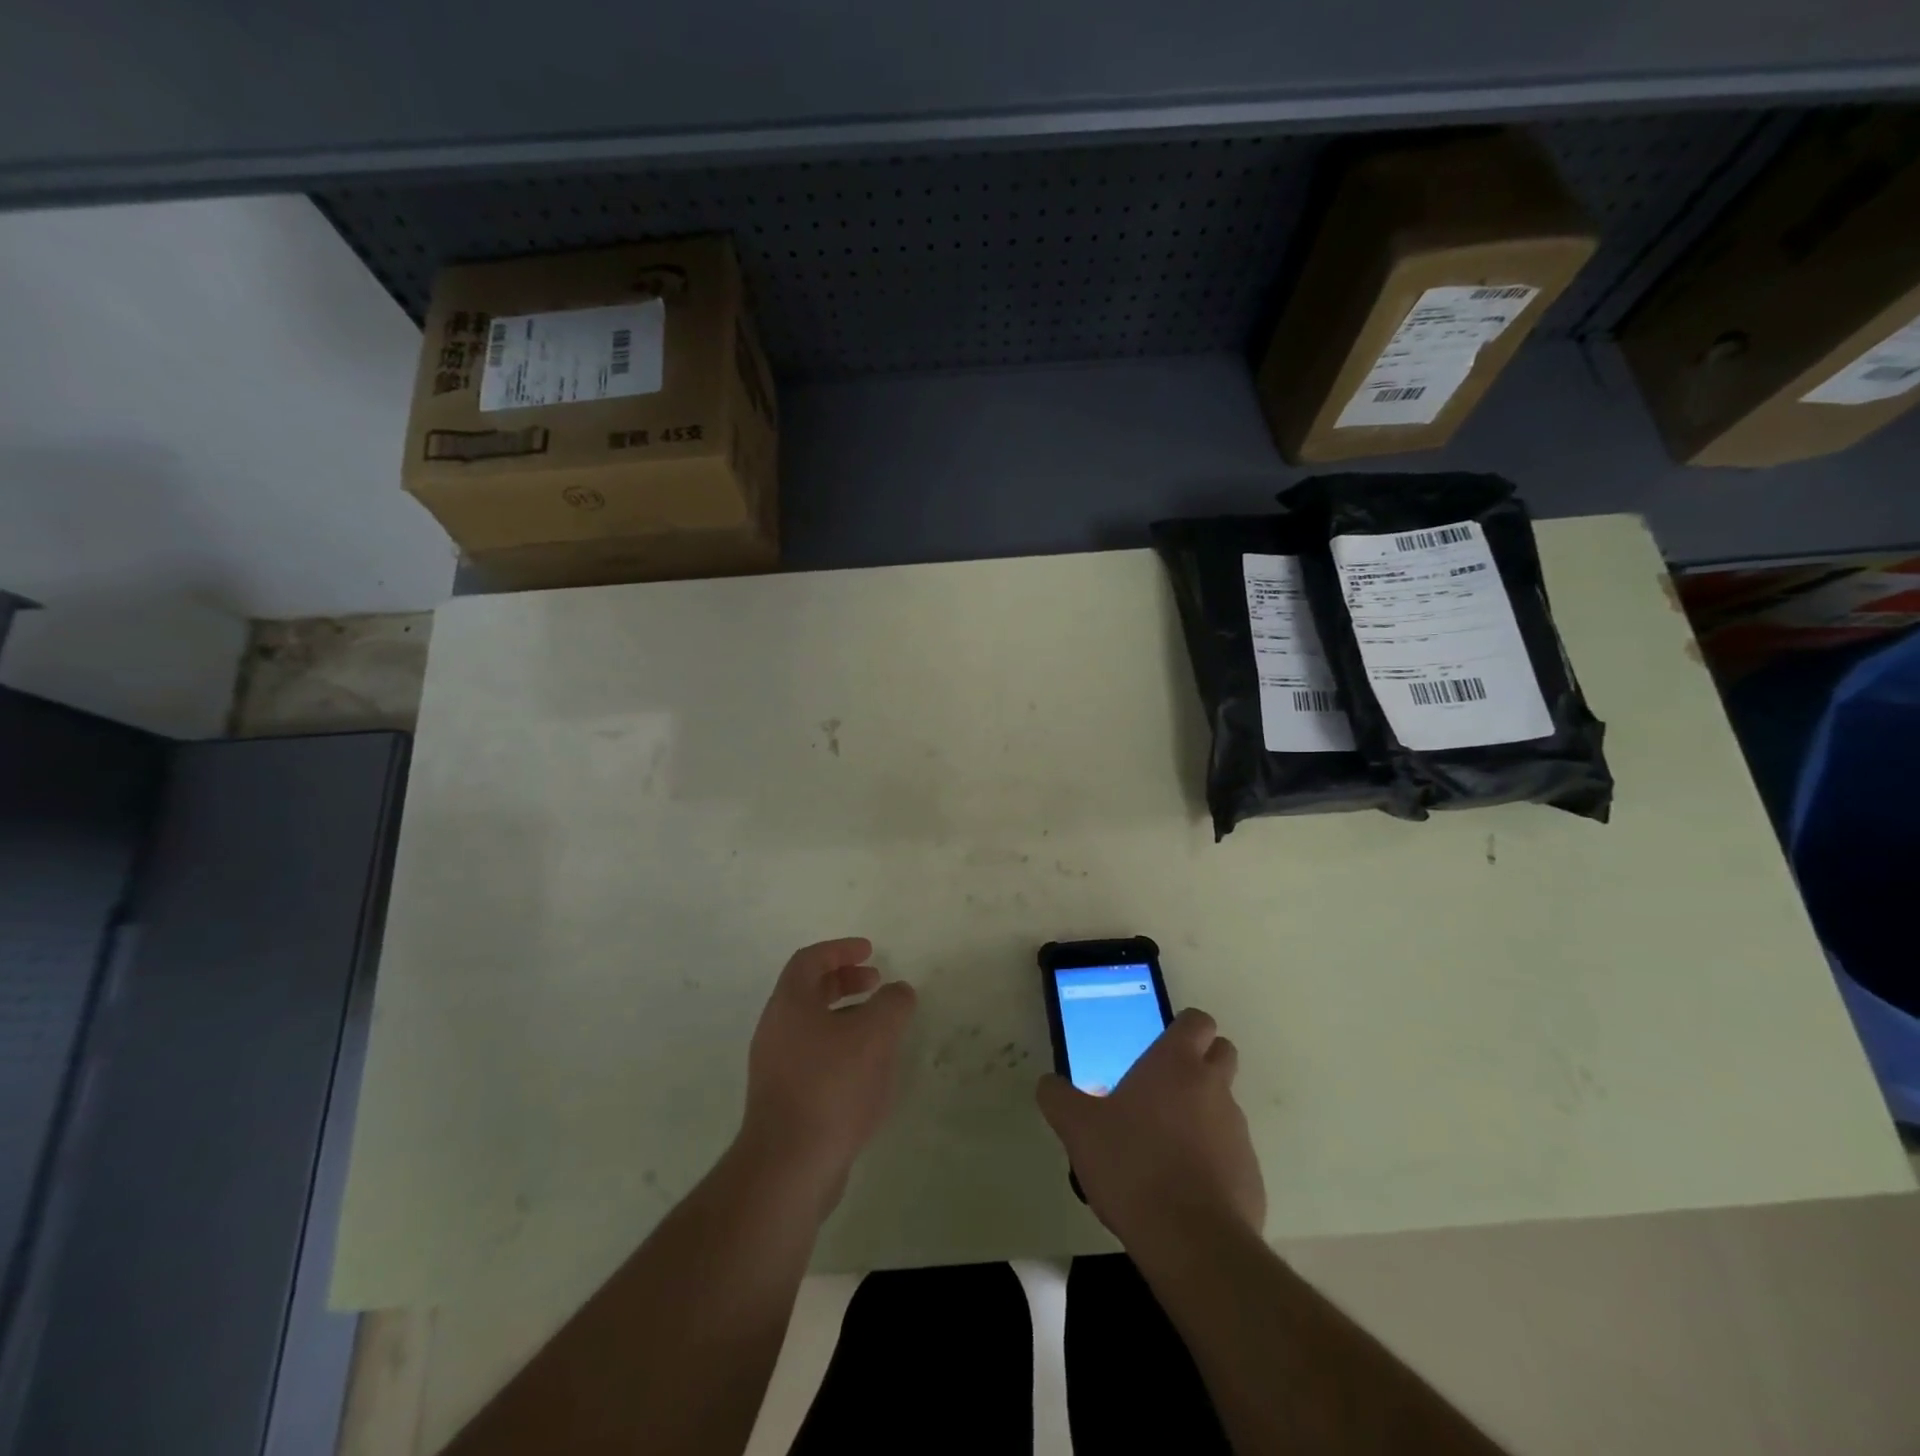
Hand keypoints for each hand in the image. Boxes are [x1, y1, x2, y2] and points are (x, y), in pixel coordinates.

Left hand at [739, 938, 916, 1211]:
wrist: (789, 1167)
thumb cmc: (831, 1086)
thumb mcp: (874, 1035)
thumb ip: (892, 1004)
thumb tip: (898, 991)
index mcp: (789, 1004)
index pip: (810, 960)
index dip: (841, 949)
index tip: (870, 951)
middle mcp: (776, 1030)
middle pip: (809, 991)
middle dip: (845, 982)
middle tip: (877, 983)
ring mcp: (775, 1068)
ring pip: (813, 1027)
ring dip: (846, 1018)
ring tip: (880, 1029)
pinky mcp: (784, 1101)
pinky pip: (814, 1059)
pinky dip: (841, 1050)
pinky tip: (868, 1072)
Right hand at [1036, 1008, 1264, 1249]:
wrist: (1191, 1242)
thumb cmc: (1132, 1166)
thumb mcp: (1078, 1129)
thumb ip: (1059, 1099)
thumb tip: (1048, 1084)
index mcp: (1176, 1064)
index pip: (1197, 1021)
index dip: (1183, 1028)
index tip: (1160, 1045)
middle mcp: (1213, 1087)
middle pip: (1222, 1053)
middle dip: (1201, 1061)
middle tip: (1164, 1086)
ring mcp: (1237, 1131)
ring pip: (1225, 1105)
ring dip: (1204, 1113)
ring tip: (1165, 1145)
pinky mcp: (1251, 1175)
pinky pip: (1231, 1153)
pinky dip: (1213, 1159)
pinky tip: (1182, 1187)